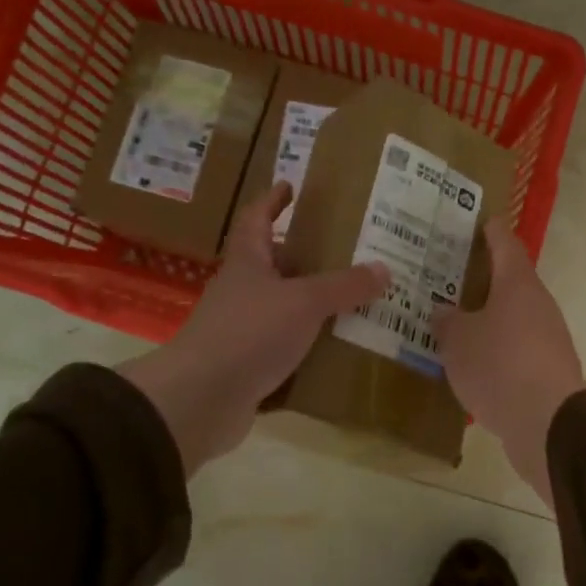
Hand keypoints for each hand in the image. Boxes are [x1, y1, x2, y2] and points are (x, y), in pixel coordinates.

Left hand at [119, 185, 388, 474]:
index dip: (272, 201)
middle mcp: (242, 291)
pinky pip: (285, 346)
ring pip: (283, 307)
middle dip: (305, 254)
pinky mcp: (248, 364)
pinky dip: (309, 343)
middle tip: (347, 249)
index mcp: (247, 263)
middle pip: (273, 264)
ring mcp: (242, 329)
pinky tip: (338, 346)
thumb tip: (384, 269)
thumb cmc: (248, 333)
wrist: (201, 399)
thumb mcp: (303, 302)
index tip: (291, 186)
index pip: (256, 218)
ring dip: (312, 302)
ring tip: (355, 298)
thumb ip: (344, 286)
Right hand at [431, 219, 585, 509]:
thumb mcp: (459, 341)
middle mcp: (538, 305)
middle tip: (449, 279)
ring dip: (488, 319)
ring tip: (454, 324)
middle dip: (482, 280)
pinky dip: (496, 350)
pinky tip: (473, 364)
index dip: (491, 231)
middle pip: (510, 282)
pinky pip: (516, 350)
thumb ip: (448, 322)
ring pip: (513, 318)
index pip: (505, 244)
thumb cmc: (499, 366)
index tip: (480, 222)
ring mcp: (548, 339)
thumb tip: (444, 311)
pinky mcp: (548, 371)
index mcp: (518, 285)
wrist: (548, 423)